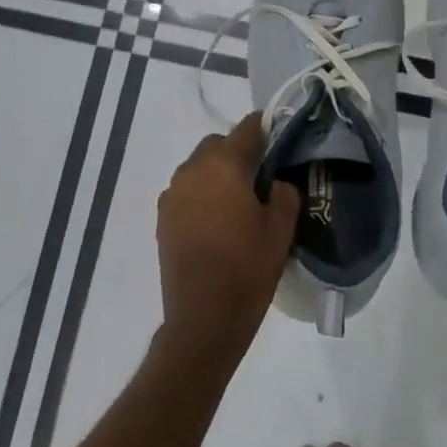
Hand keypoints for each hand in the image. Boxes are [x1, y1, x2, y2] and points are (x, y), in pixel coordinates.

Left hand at [156, 114, 299, 363]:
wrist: (203, 318)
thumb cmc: (247, 268)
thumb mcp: (281, 229)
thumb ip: (284, 193)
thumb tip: (276, 182)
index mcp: (222, 165)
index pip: (246, 129)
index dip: (265, 128)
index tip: (279, 137)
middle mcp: (191, 170)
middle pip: (217, 145)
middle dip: (237, 153)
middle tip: (260, 178)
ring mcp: (172, 195)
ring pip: (198, 168)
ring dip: (217, 175)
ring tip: (237, 203)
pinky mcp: (162, 219)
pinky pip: (186, 192)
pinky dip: (201, 196)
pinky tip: (217, 222)